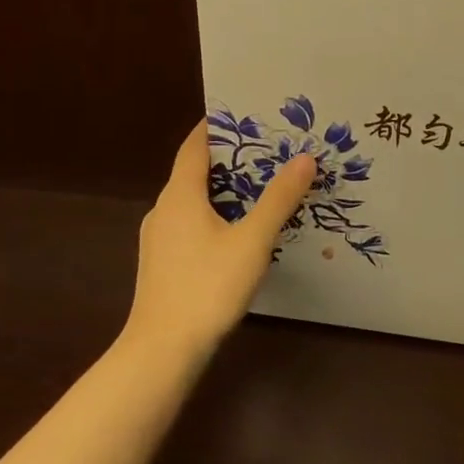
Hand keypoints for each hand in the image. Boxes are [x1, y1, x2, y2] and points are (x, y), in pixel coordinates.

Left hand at [124, 119, 315, 364]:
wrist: (163, 349)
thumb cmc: (207, 286)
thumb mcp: (252, 241)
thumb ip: (278, 199)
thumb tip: (304, 158)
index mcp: (180, 195)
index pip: (195, 146)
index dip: (217, 127)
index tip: (246, 113)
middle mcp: (164, 209)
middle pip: (195, 171)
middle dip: (230, 158)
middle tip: (269, 150)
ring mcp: (160, 238)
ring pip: (193, 201)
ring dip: (224, 190)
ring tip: (262, 187)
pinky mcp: (163, 263)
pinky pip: (191, 224)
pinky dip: (215, 215)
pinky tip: (240, 231)